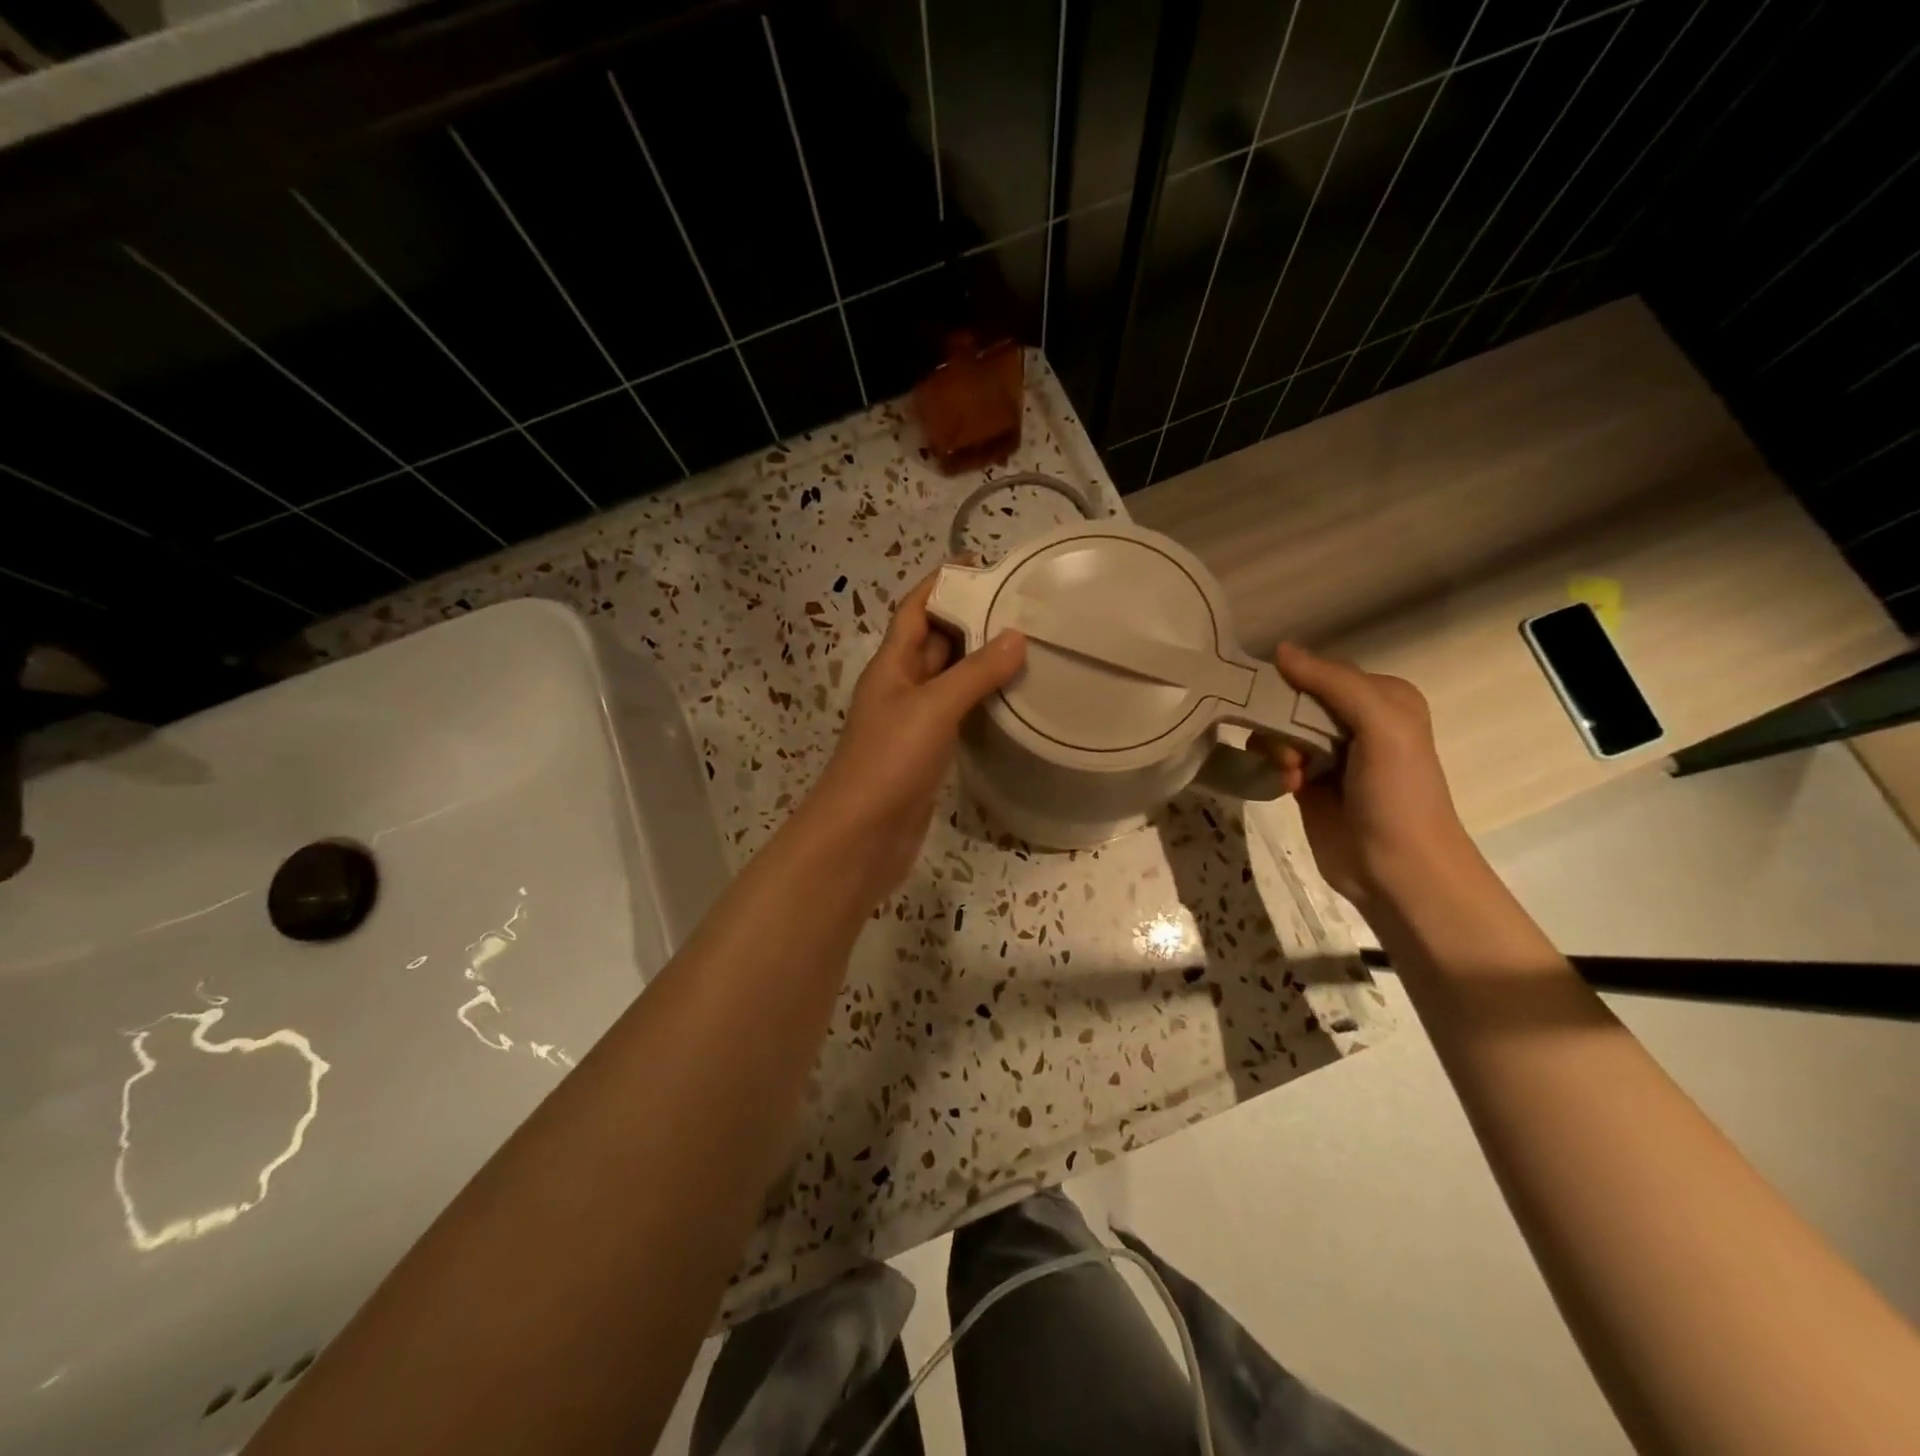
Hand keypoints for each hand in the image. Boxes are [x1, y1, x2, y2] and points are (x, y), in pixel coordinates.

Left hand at [802, 570, 1025, 901]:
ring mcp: (913, 721)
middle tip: (1024, 608)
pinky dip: (981, 701)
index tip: (986, 566)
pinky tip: (1013, 699)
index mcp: (892, 664)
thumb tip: (1016, 635)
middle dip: (972, 620)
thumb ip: (975, 672)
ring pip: (949, 678)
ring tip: (1029, 645)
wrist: (861, 836)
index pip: (916, 608)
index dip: (943, 583)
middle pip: (936, 640)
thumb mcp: (933, 708)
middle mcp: (901, 685)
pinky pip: (957, 713)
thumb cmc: (889, 761)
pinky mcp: (927, 752)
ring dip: (980, 662)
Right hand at [1254, 643, 1468, 907]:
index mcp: (1382, 697)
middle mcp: (1356, 720)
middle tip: (1289, 750)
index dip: (1294, 681)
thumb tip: (1281, 650)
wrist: (1398, 870)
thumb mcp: (1380, 726)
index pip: (1322, 671)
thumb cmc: (1397, 793)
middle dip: (1281, 719)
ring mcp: (1331, 753)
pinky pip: (1276, 757)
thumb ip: (1333, 684)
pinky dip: (1275, 766)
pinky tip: (1288, 786)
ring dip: (1276, 746)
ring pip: (1280, 727)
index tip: (1270, 699)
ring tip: (1291, 773)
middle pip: (1295, 699)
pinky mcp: (1309, 783)